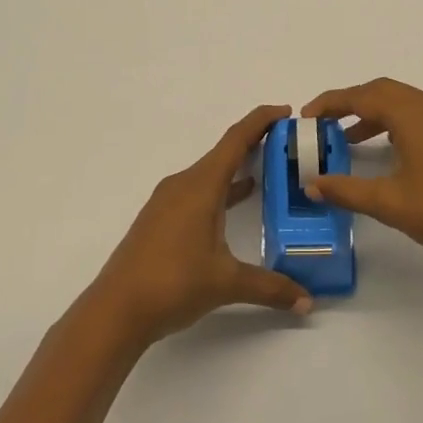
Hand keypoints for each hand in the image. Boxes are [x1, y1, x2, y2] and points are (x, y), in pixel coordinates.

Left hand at [91, 104, 313, 343]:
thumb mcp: (226, 283)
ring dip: (237, 167)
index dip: (261, 120)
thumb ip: (270, 287)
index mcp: (201, 185)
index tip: (286, 111)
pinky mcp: (160, 220)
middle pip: (224, 152)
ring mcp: (168, 202)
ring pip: (209, 173)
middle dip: (254, 143)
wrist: (115, 311)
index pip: (236, 139)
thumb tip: (307, 301)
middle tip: (287, 144)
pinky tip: (235, 203)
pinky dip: (221, 189)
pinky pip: (198, 190)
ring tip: (268, 170)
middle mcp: (183, 184)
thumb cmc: (173, 284)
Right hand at [299, 78, 422, 279]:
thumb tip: (311, 184)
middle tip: (325, 123)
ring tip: (349, 139)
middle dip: (352, 103)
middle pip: (384, 92)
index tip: (307, 116)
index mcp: (414, 112)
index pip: (363, 96)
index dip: (332, 103)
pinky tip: (390, 151)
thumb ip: (345, 189)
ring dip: (375, 114)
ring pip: (405, 103)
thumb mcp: (388, 202)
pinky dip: (398, 124)